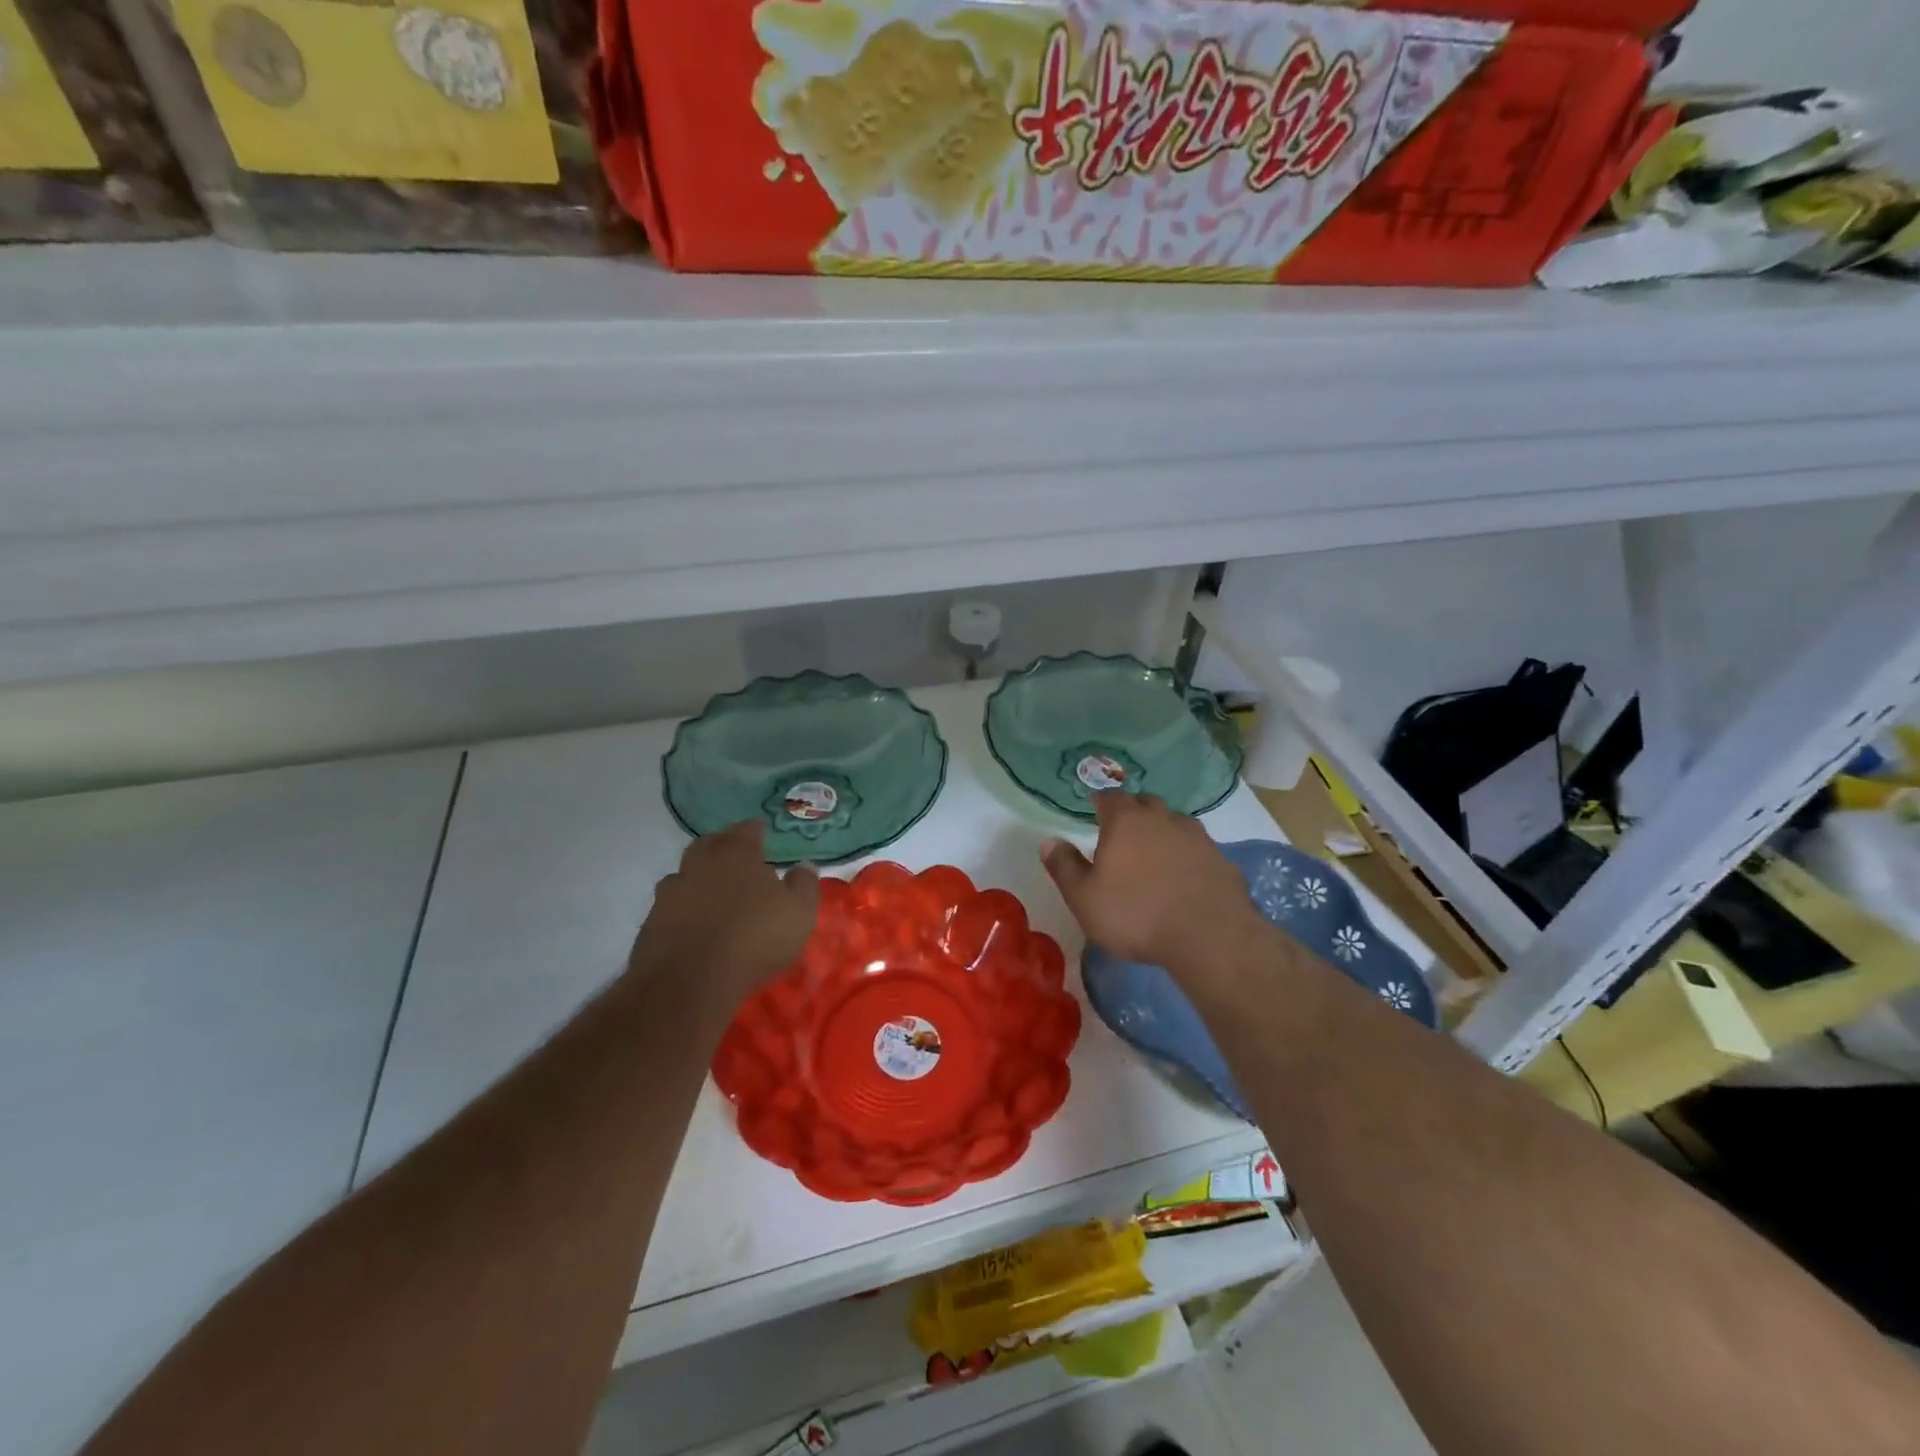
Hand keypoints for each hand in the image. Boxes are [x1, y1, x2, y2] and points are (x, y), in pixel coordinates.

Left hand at [629, 823, 819, 1013]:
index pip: (746, 830)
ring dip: (698, 880)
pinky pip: (670, 909)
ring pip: (685, 876)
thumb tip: (804, 866)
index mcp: (735, 854)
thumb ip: (803, 884)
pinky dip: (683, 912)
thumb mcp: (798, 912)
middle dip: (722, 847)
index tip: (761, 831)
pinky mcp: (651, 925)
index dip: (755, 830)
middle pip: (708, 845)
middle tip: (735, 857)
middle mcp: (699, 865)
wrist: (689, 982)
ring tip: (713, 895)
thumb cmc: (754, 937)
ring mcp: (670, 894)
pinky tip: (694, 927)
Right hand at [1041, 792, 1267, 973]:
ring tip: (1154, 855)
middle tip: (1122, 832)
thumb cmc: (1136, 914)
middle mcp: (1163, 819)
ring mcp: (1197, 837)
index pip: (1110, 798)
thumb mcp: (1084, 897)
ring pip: (1176, 823)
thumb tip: (1049, 842)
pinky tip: (1184, 878)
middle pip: (1146, 803)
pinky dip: (1188, 856)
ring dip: (1163, 832)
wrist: (1209, 937)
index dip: (1101, 802)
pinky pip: (1198, 850)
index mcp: (1126, 822)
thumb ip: (1064, 866)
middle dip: (1133, 812)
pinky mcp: (1222, 860)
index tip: (1095, 809)